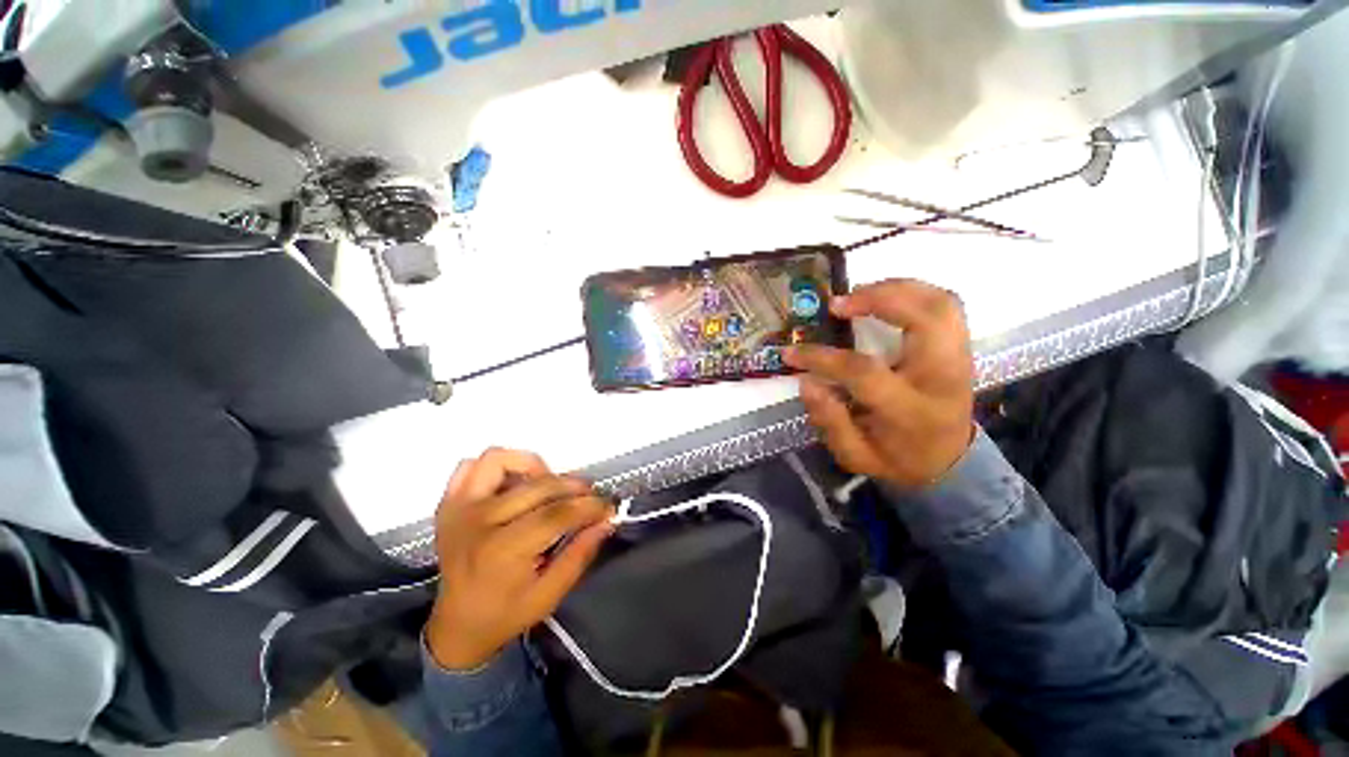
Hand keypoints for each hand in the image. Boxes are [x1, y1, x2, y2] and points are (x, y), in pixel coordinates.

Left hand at [425, 448, 614, 670]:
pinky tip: (516, 484)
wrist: (455, 626)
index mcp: (502, 552)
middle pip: (539, 485)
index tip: (609, 507)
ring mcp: (459, 508)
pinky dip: (498, 466)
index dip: (589, 506)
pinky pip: (472, 465)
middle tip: (589, 499)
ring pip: (501, 460)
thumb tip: (607, 520)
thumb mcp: (550, 595)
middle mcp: (478, 522)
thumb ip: (580, 554)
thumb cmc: (505, 614)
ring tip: (550, 487)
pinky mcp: (449, 503)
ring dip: (534, 467)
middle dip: (575, 488)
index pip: (557, 513)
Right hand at [785, 280, 975, 489]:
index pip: (865, 371)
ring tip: (858, 294)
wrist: (949, 461)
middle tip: (838, 304)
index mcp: (912, 410)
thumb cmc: (898, 459)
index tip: (793, 352)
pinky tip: (885, 296)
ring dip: (897, 288)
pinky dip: (914, 291)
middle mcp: (942, 377)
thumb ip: (830, 421)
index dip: (823, 358)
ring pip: (941, 303)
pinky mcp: (960, 347)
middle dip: (878, 299)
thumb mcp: (856, 456)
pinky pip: (946, 304)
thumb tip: (806, 381)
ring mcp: (959, 358)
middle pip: (924, 319)